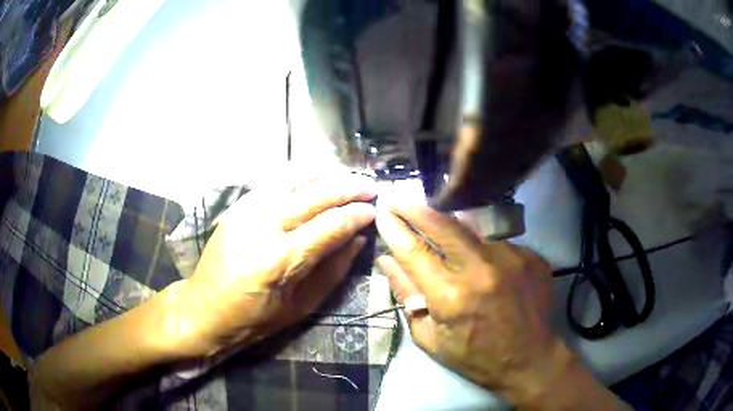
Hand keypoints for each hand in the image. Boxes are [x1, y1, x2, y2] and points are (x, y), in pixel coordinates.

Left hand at [163, 173, 376, 358]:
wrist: (204, 308)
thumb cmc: (254, 319)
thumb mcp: (302, 305)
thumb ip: (334, 270)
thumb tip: (358, 238)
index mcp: (278, 261)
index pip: (330, 225)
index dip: (357, 214)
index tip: (374, 211)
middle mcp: (261, 228)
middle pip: (314, 195)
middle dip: (348, 187)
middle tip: (370, 186)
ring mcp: (245, 212)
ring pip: (293, 178)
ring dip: (324, 175)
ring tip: (346, 179)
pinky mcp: (237, 207)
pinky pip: (273, 182)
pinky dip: (300, 177)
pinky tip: (315, 181)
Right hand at [376, 204, 622, 408]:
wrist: (530, 359)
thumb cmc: (475, 357)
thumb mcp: (431, 337)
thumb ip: (407, 296)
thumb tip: (386, 260)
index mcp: (451, 296)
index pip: (413, 251)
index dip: (394, 228)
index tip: (382, 212)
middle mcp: (482, 268)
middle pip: (442, 224)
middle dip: (415, 208)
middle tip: (400, 199)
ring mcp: (511, 257)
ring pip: (471, 228)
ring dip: (450, 225)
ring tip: (438, 227)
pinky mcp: (530, 255)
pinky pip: (496, 241)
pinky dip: (481, 246)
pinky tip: (482, 261)